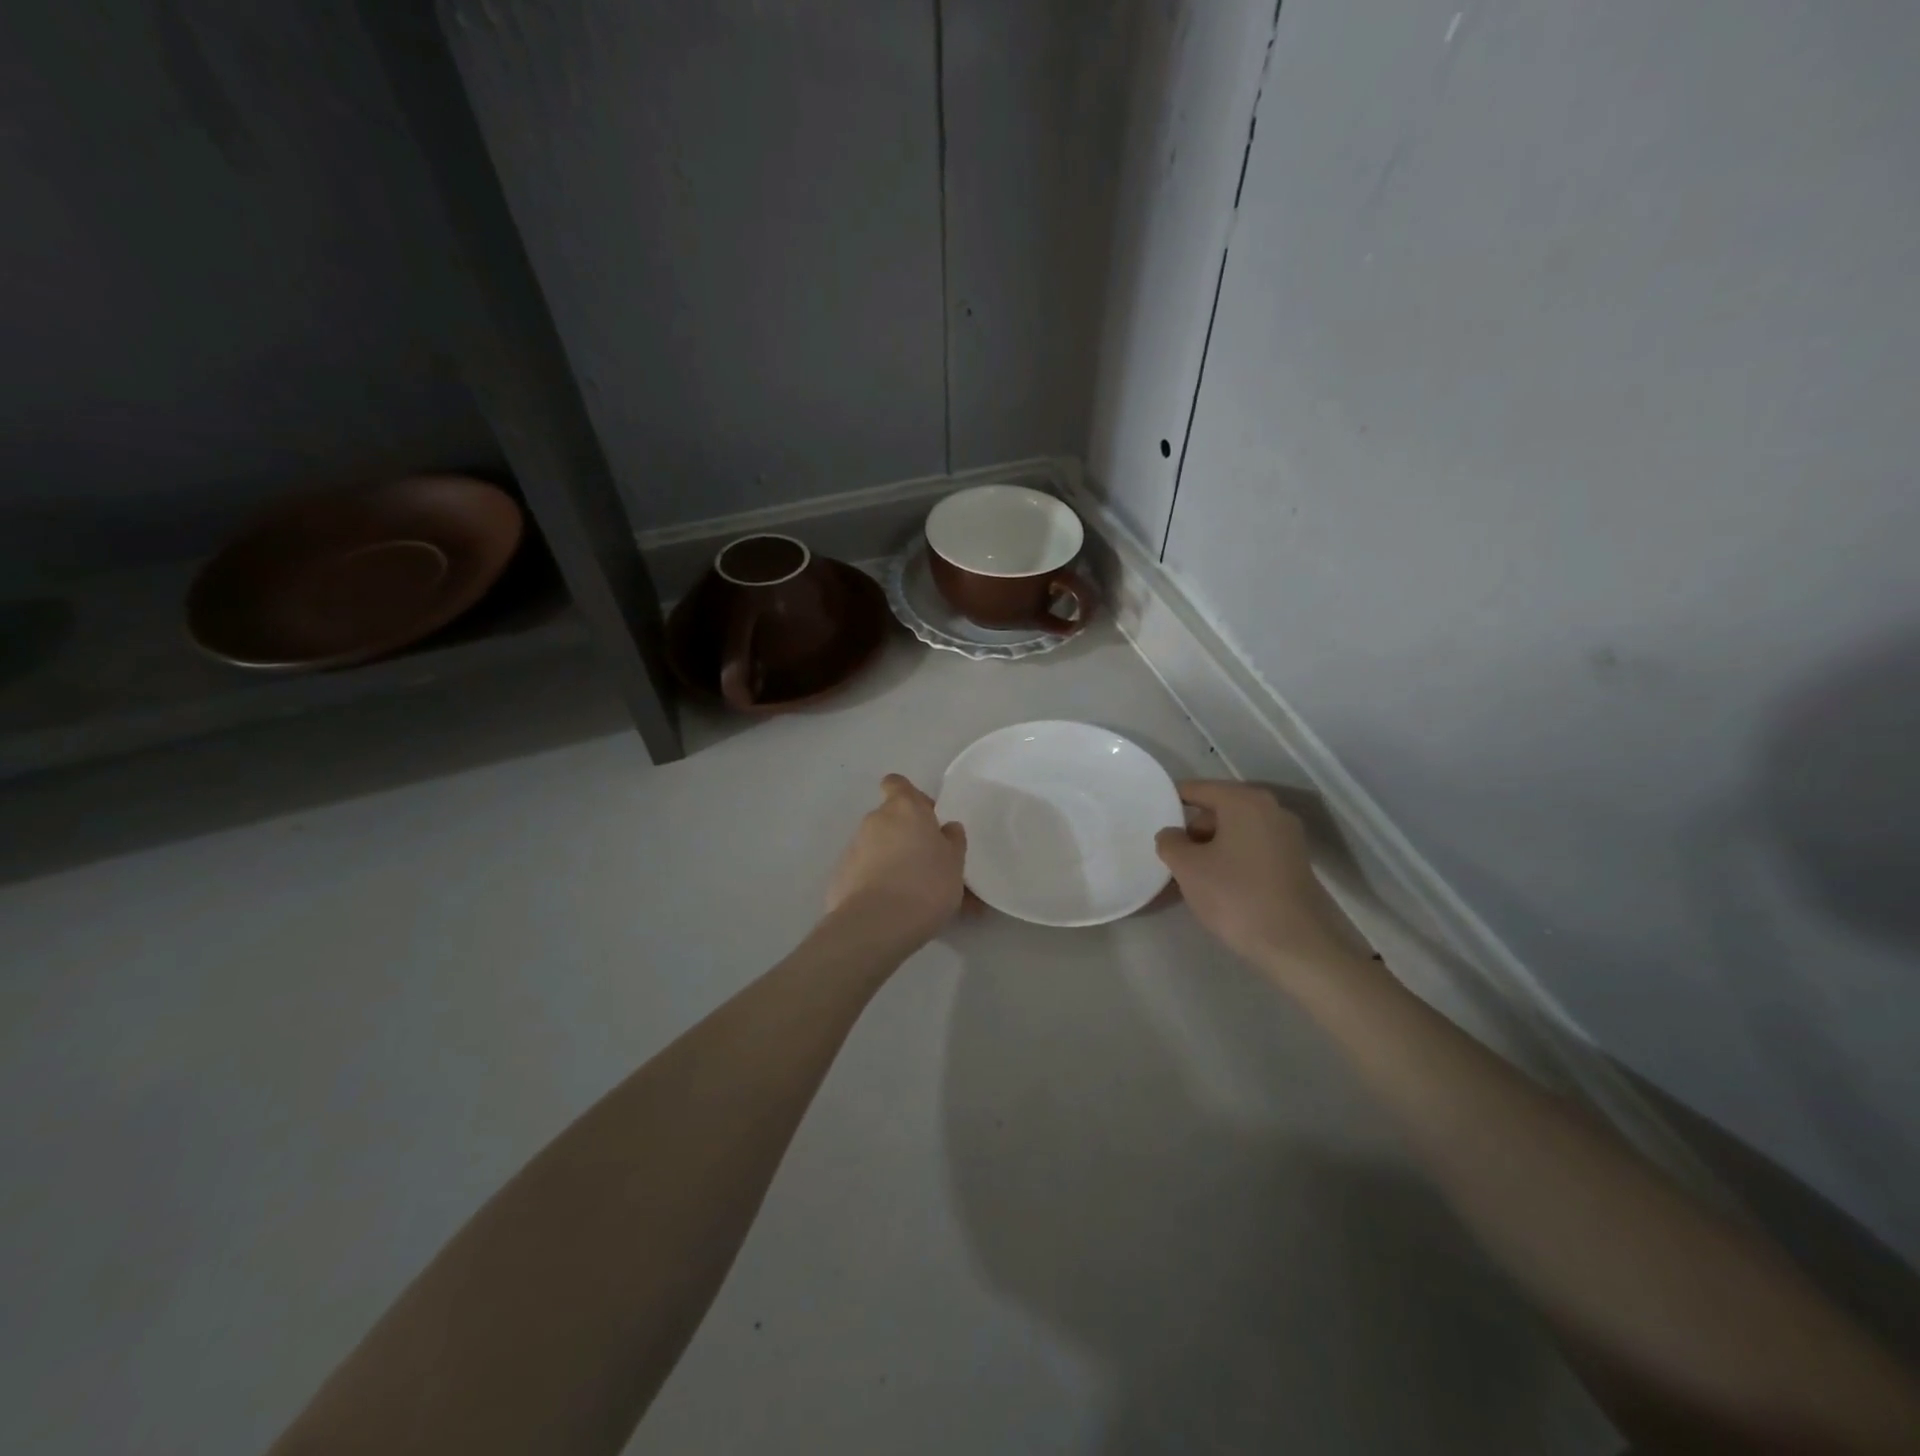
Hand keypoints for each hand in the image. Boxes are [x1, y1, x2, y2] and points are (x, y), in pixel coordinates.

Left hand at [825, 775, 967, 944]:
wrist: (876, 924)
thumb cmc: (925, 884)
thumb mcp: (955, 863)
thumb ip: (952, 840)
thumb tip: (946, 828)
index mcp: (905, 808)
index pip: (897, 784)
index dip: (910, 796)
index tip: (925, 817)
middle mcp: (875, 821)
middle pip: (891, 819)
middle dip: (907, 837)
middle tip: (929, 865)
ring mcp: (853, 848)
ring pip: (878, 848)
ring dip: (893, 862)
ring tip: (914, 895)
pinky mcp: (840, 876)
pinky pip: (864, 872)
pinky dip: (876, 883)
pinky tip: (893, 909)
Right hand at [1154, 781, 1357, 980]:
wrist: (1298, 945)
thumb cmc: (1236, 896)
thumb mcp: (1188, 868)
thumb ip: (1170, 843)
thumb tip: (1172, 835)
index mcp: (1244, 801)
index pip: (1197, 789)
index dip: (1170, 801)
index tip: (1149, 817)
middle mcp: (1270, 810)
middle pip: (1218, 810)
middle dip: (1191, 831)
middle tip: (1170, 857)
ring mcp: (1286, 837)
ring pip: (1235, 832)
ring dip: (1210, 849)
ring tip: (1190, 877)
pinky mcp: (1294, 863)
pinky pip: (1251, 850)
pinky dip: (1231, 860)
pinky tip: (1217, 887)